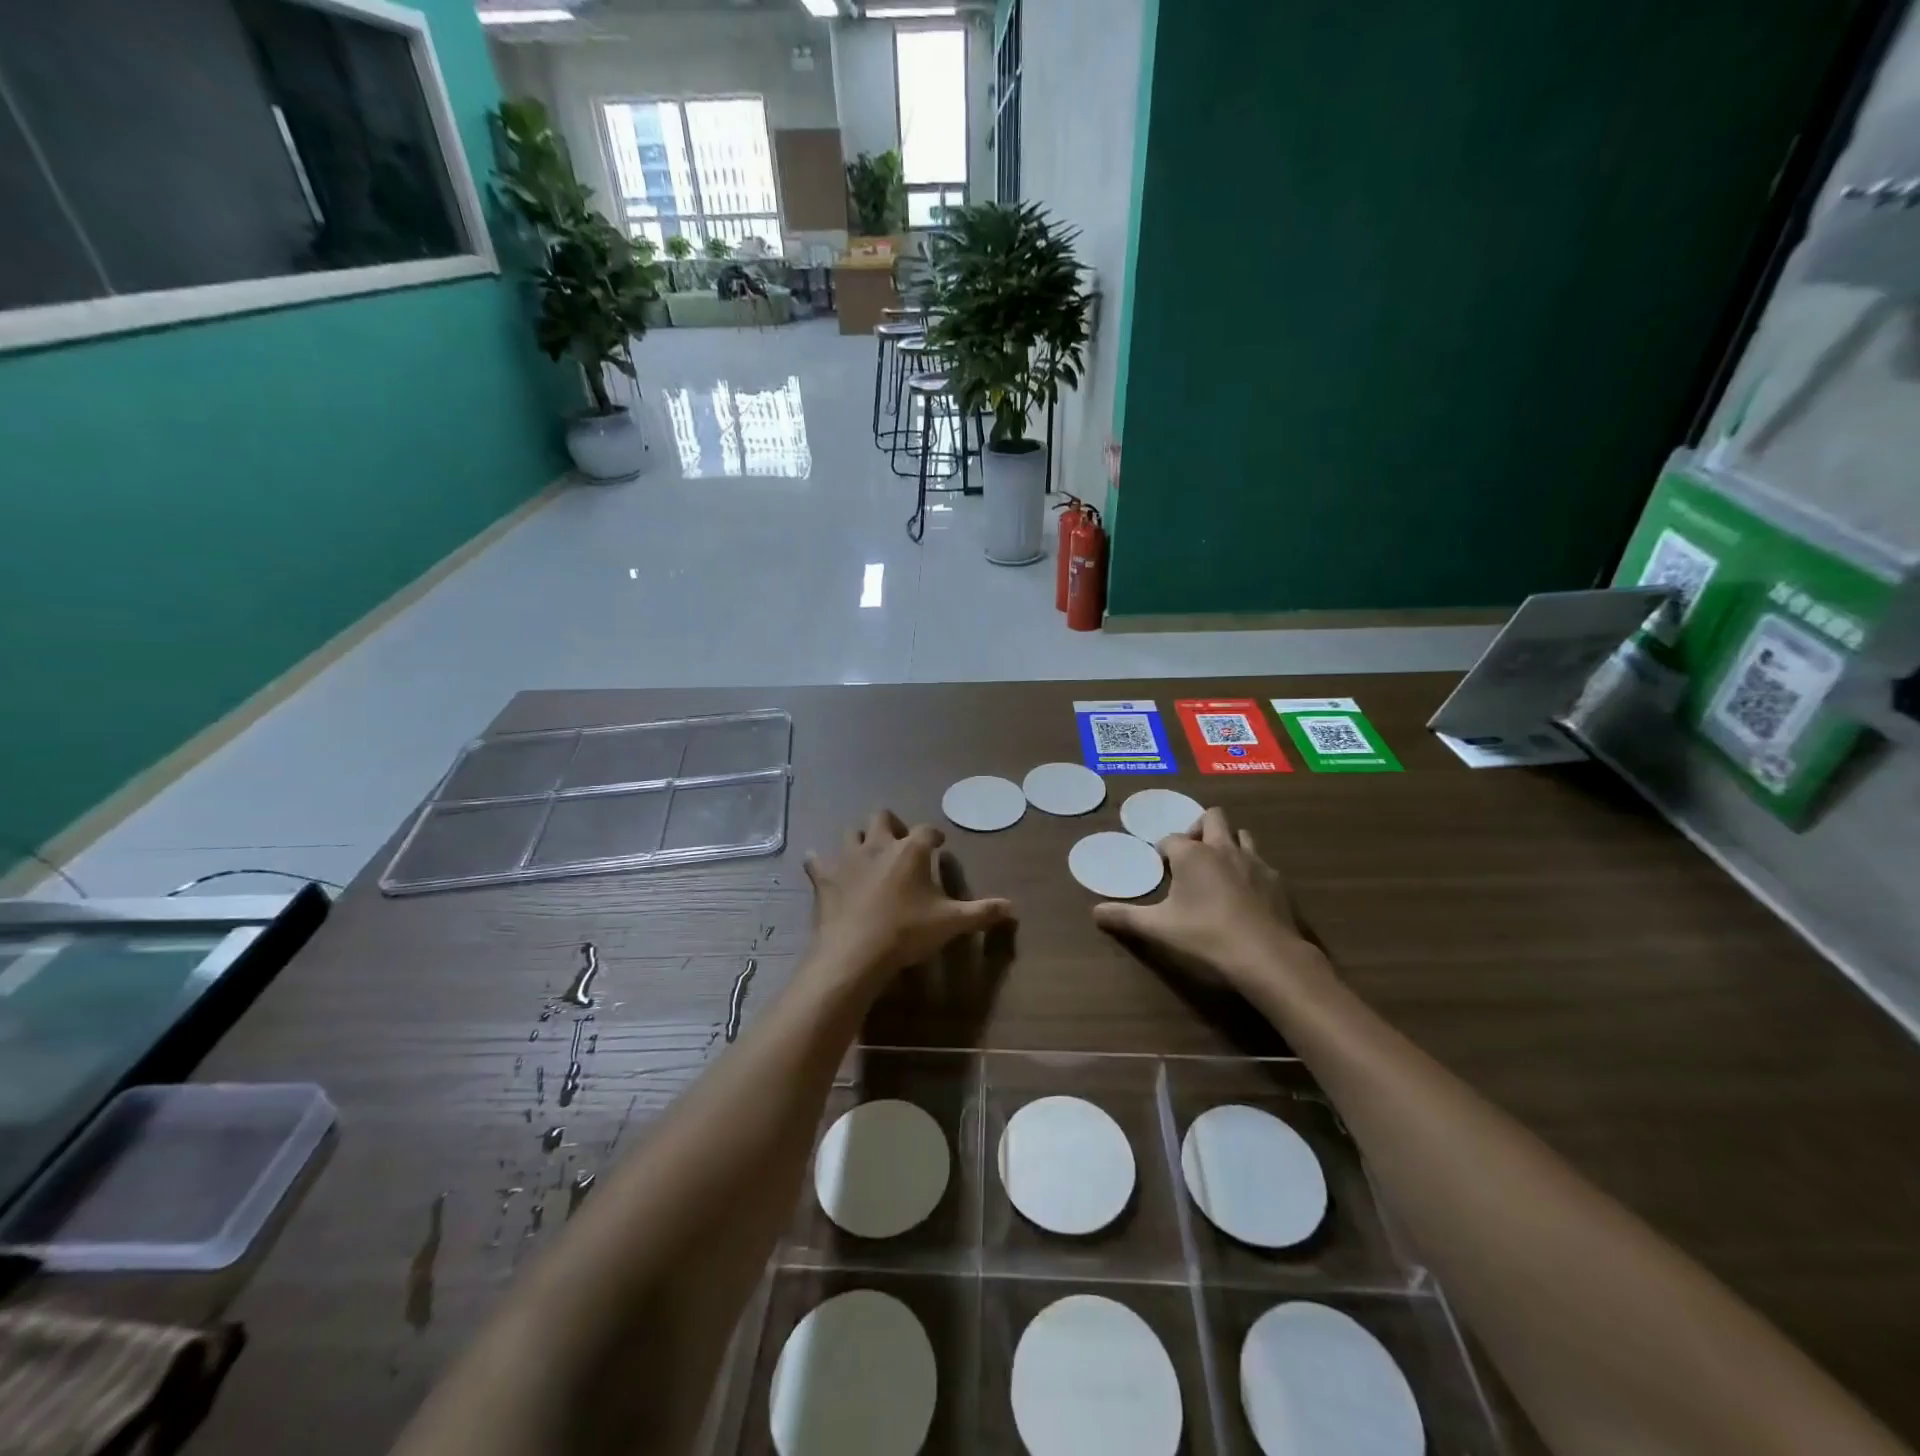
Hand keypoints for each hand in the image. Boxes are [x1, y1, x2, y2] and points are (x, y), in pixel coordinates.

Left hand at [805, 810, 1014, 986]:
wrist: (856, 952)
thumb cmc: (907, 932)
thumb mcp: (951, 923)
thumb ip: (981, 912)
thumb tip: (1012, 907)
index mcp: (911, 851)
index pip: (927, 831)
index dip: (934, 836)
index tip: (938, 845)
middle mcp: (878, 845)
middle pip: (883, 817)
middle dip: (893, 824)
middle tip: (900, 842)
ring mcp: (847, 858)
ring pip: (852, 832)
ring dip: (860, 838)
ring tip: (867, 853)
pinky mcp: (824, 876)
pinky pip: (817, 860)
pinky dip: (821, 862)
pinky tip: (824, 868)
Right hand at [1092, 807, 1318, 990]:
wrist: (1267, 956)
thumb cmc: (1206, 936)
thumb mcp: (1159, 929)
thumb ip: (1126, 918)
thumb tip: (1095, 913)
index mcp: (1192, 855)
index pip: (1171, 838)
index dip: (1163, 851)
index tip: (1161, 868)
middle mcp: (1223, 849)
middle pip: (1212, 818)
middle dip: (1199, 828)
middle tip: (1191, 855)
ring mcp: (1254, 862)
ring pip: (1241, 834)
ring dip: (1228, 843)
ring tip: (1219, 869)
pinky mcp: (1277, 880)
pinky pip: (1261, 862)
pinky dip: (1250, 869)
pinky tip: (1246, 894)